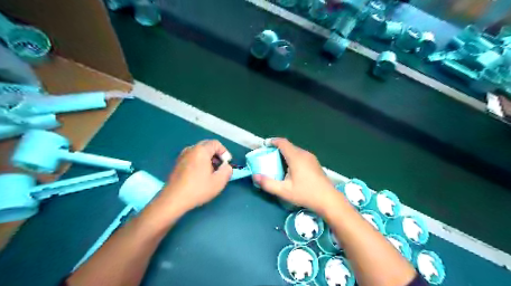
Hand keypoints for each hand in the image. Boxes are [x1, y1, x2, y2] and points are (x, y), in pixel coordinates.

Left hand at [160, 140, 232, 211]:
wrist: (173, 199)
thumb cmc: (198, 189)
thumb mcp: (219, 182)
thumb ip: (227, 171)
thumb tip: (226, 166)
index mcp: (201, 150)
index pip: (216, 143)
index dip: (224, 152)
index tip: (226, 164)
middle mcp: (190, 149)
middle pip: (207, 146)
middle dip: (216, 155)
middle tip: (220, 167)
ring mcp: (182, 156)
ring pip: (199, 152)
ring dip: (208, 159)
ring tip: (211, 172)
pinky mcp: (177, 164)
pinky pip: (192, 157)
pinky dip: (199, 162)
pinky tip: (200, 175)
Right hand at [252, 138, 340, 213]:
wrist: (328, 200)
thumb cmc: (306, 194)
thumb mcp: (284, 191)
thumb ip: (268, 183)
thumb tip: (255, 177)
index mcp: (296, 157)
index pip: (283, 143)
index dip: (273, 141)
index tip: (264, 145)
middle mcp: (304, 154)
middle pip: (289, 146)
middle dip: (277, 149)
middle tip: (268, 157)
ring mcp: (311, 158)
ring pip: (295, 151)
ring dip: (285, 154)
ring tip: (278, 163)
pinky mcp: (315, 163)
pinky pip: (301, 156)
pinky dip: (292, 158)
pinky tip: (291, 169)